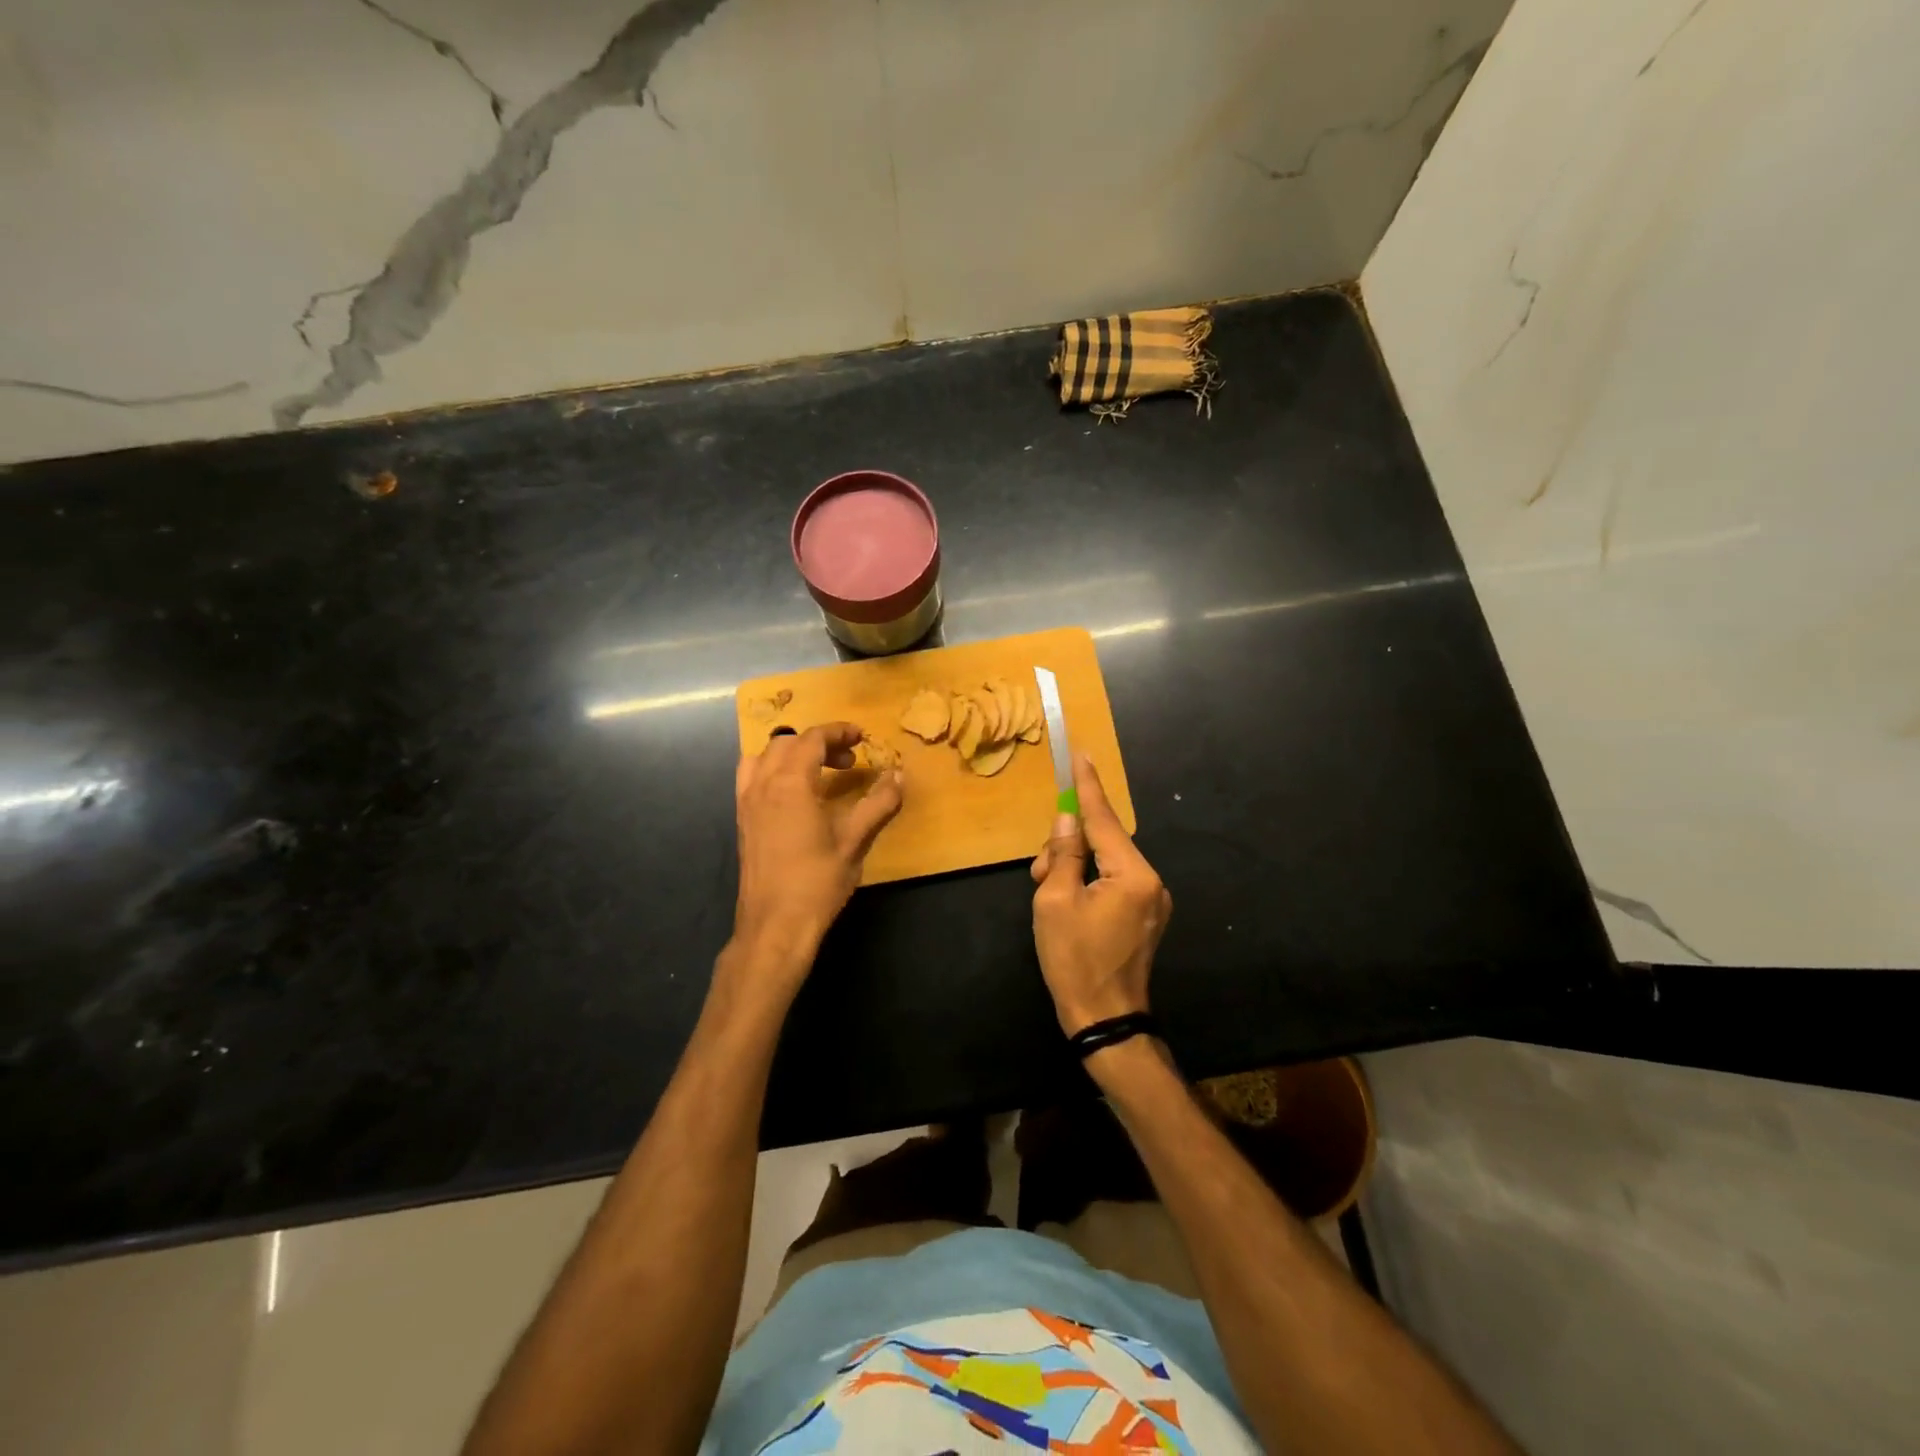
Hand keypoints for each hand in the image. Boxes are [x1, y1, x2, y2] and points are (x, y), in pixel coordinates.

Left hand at [732, 722, 903, 969]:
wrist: (774, 926)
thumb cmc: (817, 882)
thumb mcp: (855, 841)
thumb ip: (878, 804)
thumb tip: (899, 777)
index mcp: (790, 783)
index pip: (812, 739)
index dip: (838, 732)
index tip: (861, 737)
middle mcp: (762, 785)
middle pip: (786, 743)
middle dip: (819, 743)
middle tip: (848, 760)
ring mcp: (746, 803)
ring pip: (763, 757)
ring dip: (791, 754)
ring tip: (817, 771)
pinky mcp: (742, 822)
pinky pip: (752, 778)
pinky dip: (773, 771)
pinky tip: (794, 796)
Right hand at [1030, 753, 1171, 1035]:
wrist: (1105, 1021)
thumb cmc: (1074, 961)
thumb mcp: (1055, 902)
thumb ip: (1062, 855)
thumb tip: (1065, 821)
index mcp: (1132, 874)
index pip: (1103, 820)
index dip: (1088, 787)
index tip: (1082, 755)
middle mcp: (1151, 881)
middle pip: (1104, 842)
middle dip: (1068, 847)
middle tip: (1041, 873)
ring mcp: (1153, 900)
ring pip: (1107, 862)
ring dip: (1076, 867)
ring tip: (1050, 895)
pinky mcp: (1147, 916)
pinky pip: (1115, 882)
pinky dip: (1089, 881)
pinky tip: (1069, 902)